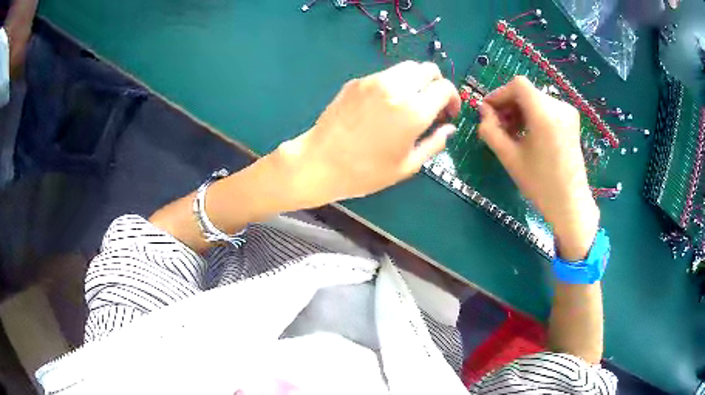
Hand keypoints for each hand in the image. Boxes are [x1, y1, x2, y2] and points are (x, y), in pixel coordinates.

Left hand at [274, 61, 460, 207]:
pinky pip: (385, 75)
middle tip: (432, 105)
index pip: (445, 87)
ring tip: (409, 103)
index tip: (448, 113)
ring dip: (416, 81)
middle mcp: (396, 88)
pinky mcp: (356, 81)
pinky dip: (394, 83)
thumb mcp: (407, 165)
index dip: (452, 99)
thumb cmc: (366, 172)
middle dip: (436, 84)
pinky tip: (384, 105)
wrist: (320, 162)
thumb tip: (449, 129)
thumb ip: (434, 143)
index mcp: (413, 110)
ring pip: (406, 67)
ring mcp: (373, 81)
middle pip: (428, 69)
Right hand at [478, 76, 598, 259]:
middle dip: (509, 105)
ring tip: (512, 133)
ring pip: (536, 100)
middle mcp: (559, 107)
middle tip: (498, 126)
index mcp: (545, 113)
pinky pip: (547, 108)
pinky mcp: (572, 121)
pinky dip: (533, 115)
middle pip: (527, 92)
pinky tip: (527, 134)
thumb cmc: (540, 184)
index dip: (499, 94)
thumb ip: (490, 130)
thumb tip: (483, 112)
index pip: (518, 85)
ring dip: (520, 111)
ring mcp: (568, 113)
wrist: (570, 203)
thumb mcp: (509, 157)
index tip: (488, 111)